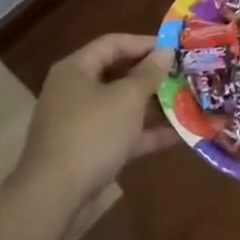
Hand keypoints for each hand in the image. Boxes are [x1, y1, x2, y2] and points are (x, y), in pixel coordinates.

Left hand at [13, 34, 176, 209]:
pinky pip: (120, 134)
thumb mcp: (126, 99)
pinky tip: (177, 136)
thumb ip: (148, 74)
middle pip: (116, 74)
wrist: (54, 196)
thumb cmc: (91, 134)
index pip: (112, 43)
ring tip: (186, 102)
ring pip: (120, 106)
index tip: (175, 48)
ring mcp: (79, 123)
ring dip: (151, 105)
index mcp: (75, 69)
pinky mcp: (87, 151)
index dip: (144, 43)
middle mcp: (74, 91)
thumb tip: (164, 51)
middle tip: (182, 75)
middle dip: (151, 76)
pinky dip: (144, 133)